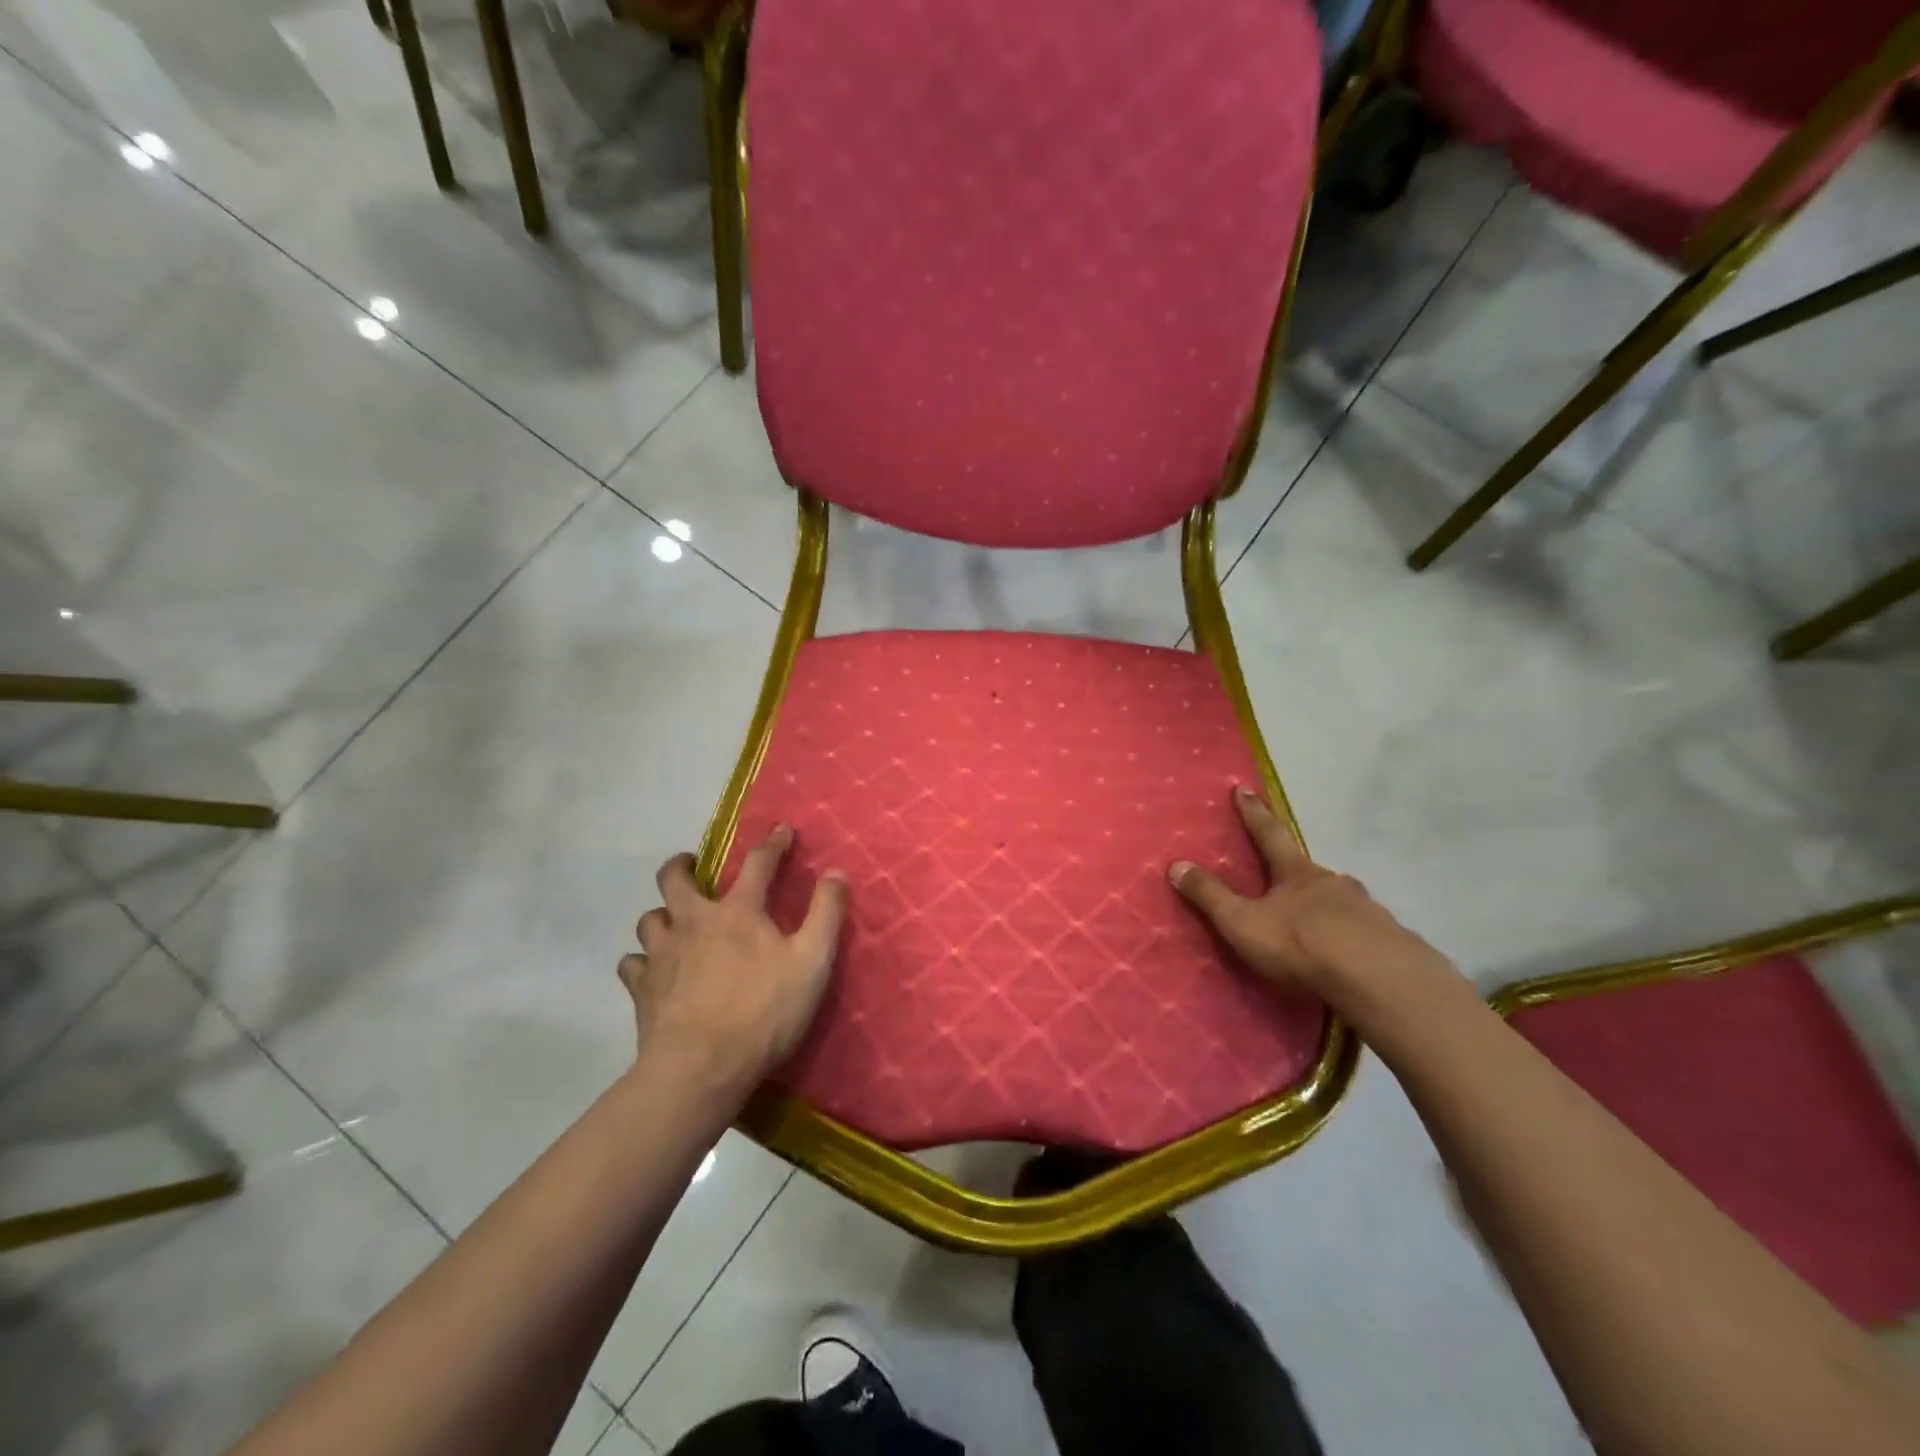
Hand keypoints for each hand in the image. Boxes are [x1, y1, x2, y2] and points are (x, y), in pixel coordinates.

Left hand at [620, 827, 847, 1089]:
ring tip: (673, 923)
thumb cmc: (764, 1011)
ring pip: (649, 919)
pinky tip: (652, 970)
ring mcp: (662, 955)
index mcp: (737, 911)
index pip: (757, 863)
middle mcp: (693, 922)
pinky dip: (641, 961)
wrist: (701, 1067)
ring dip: (661, 916)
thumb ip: (826, 913)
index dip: (773, 844)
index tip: (782, 830)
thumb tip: (835, 872)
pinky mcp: (642, 989)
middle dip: (683, 865)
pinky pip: (632, 964)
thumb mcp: (812, 961)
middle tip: (692, 866)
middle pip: (675, 879)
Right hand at [1169, 786, 1432, 999]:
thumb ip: (1211, 896)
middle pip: (1310, 870)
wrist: (1378, 980)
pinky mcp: (1391, 941)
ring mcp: (1368, 910)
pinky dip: (1352, 936)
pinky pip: (1365, 932)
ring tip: (1319, 924)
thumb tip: (1176, 865)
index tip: (1244, 789)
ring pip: (1341, 901)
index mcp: (1296, 873)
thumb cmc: (1301, 944)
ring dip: (1328, 906)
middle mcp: (1334, 883)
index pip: (1269, 834)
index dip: (1254, 814)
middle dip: (1297, 872)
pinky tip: (1349, 955)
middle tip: (1287, 878)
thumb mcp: (1243, 922)